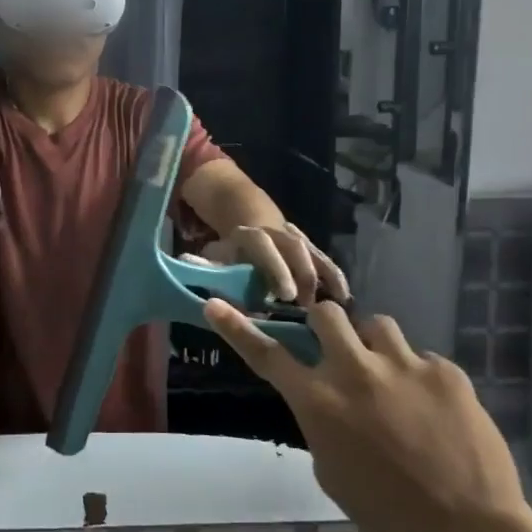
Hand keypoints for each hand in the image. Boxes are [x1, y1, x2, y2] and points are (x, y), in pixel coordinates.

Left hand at [199, 224, 349, 304]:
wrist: (249, 223)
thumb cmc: (230, 253)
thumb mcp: (214, 257)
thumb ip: (205, 265)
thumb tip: (186, 264)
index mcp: (250, 235)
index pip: (263, 245)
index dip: (276, 268)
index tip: (284, 295)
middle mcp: (277, 233)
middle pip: (294, 248)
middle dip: (301, 275)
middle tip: (306, 306)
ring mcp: (297, 239)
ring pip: (313, 253)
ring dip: (321, 279)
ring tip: (329, 308)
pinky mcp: (312, 250)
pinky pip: (326, 260)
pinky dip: (336, 277)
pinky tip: (345, 299)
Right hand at [203, 299, 529, 531]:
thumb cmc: (389, 516)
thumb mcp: (332, 471)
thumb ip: (321, 423)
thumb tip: (327, 399)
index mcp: (319, 403)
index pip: (268, 355)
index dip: (237, 328)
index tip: (214, 305)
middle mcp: (354, 371)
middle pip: (327, 314)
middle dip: (328, 327)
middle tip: (342, 351)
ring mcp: (403, 365)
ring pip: (377, 325)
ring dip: (376, 347)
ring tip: (393, 380)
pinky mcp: (445, 371)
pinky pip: (423, 358)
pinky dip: (421, 378)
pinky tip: (436, 413)